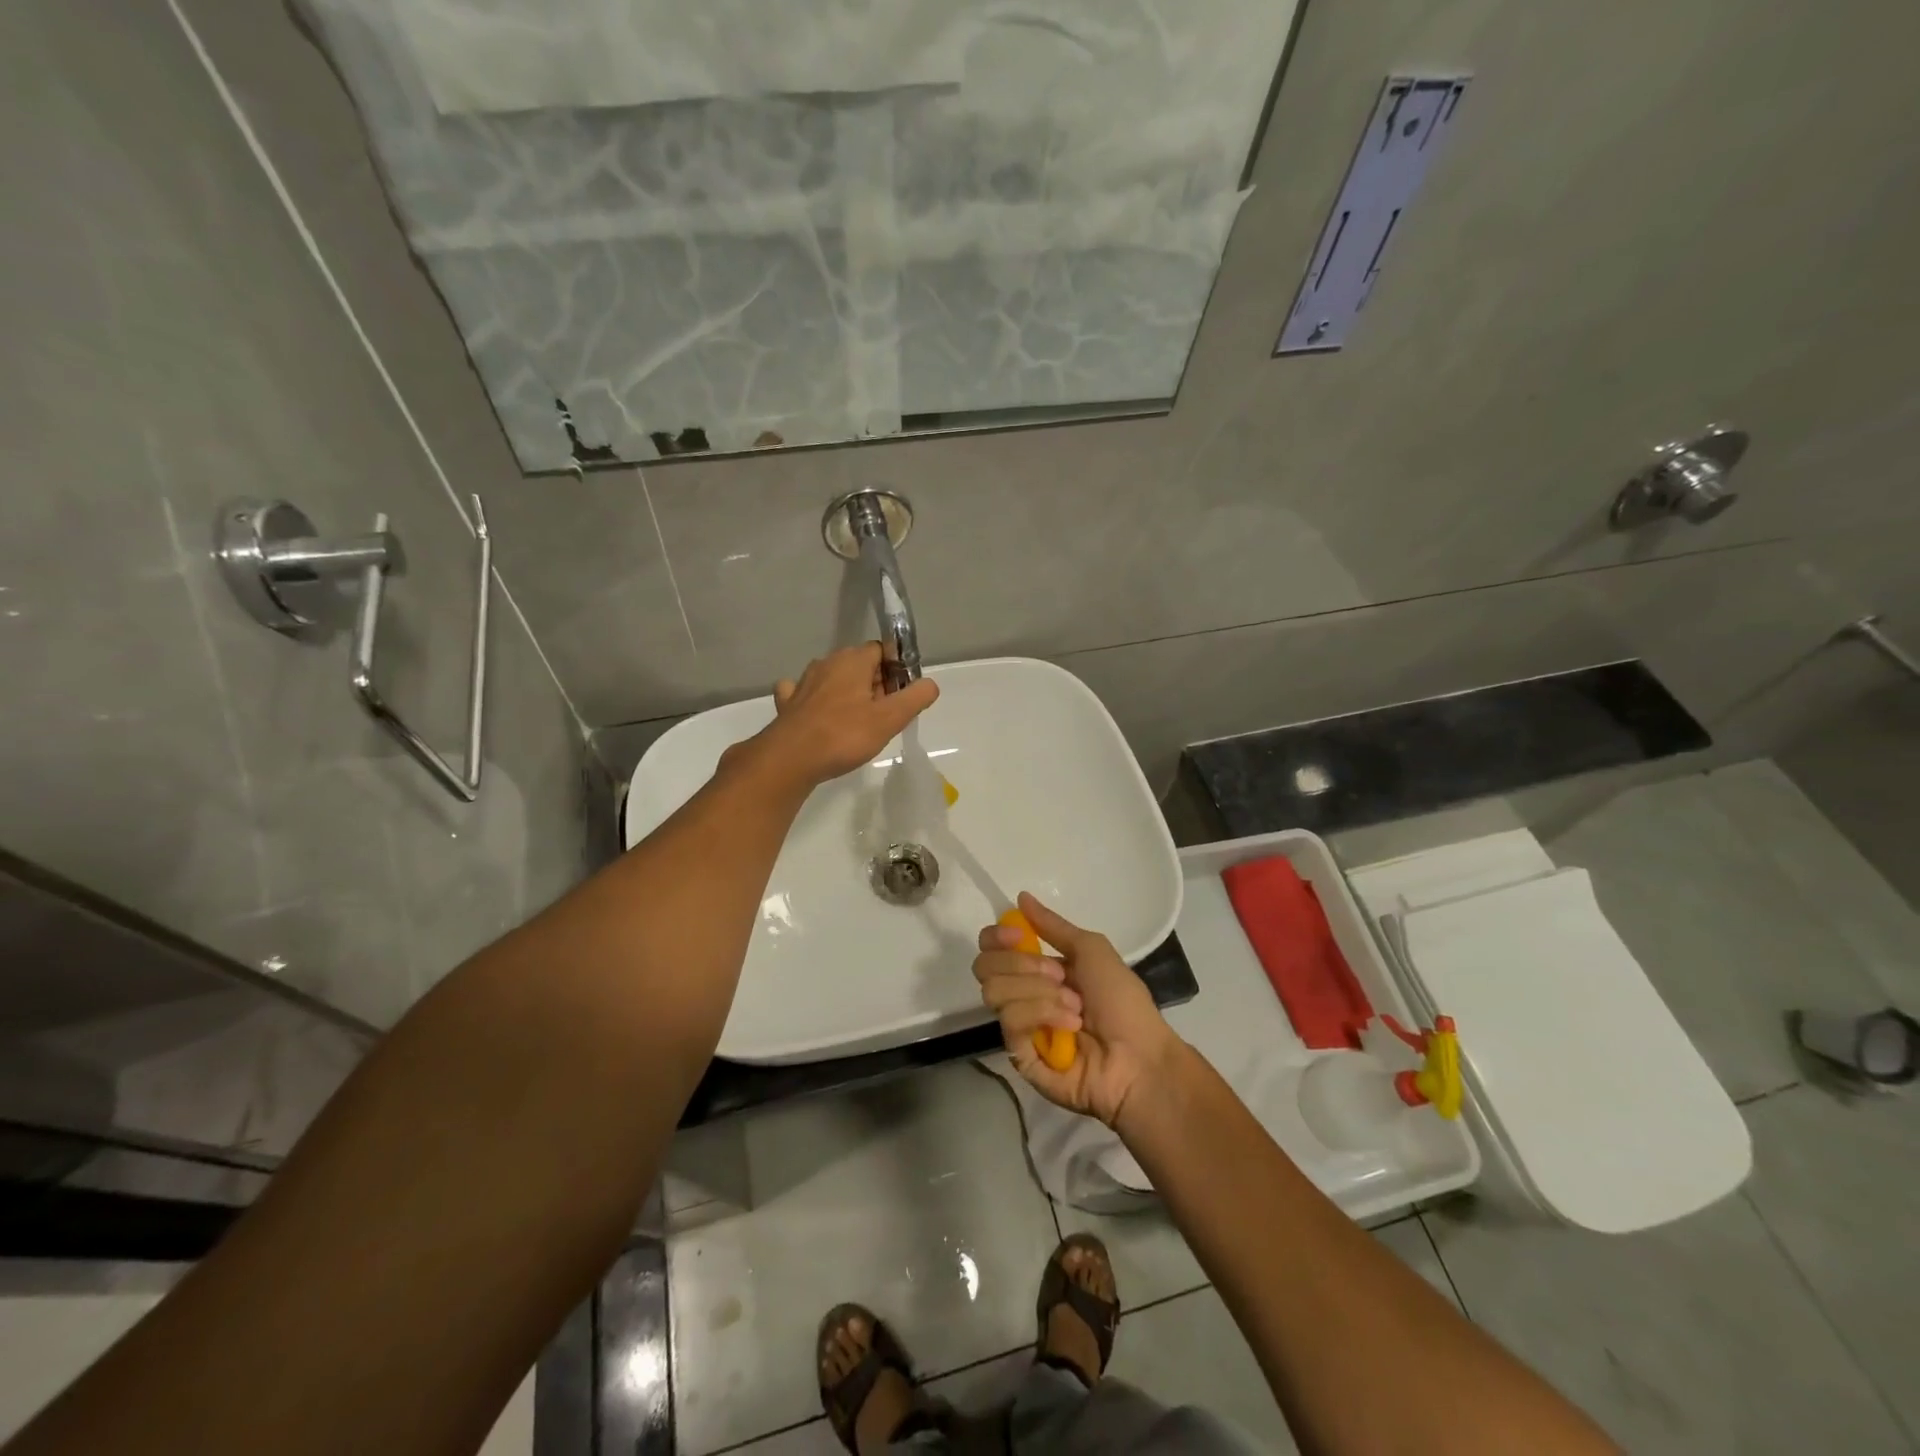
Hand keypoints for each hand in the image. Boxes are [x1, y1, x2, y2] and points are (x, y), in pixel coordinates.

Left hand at [742, 643, 938, 787]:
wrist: (791, 759)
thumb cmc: (844, 735)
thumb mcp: (890, 718)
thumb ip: (915, 698)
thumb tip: (930, 683)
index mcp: (853, 660)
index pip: (882, 650)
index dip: (896, 670)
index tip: (903, 695)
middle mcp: (827, 663)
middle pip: (860, 665)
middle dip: (876, 684)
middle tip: (886, 715)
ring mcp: (803, 682)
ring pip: (834, 679)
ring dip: (849, 694)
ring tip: (859, 722)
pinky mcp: (788, 703)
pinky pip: (806, 694)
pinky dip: (816, 701)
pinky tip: (820, 715)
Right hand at [973, 892, 1181, 1127]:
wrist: (1139, 1056)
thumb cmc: (1122, 1001)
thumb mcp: (1092, 950)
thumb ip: (1053, 926)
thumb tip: (1021, 897)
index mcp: (1036, 970)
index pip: (992, 948)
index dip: (998, 937)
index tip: (1020, 935)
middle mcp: (1022, 996)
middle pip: (985, 967)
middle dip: (1022, 964)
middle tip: (1059, 975)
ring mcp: (1019, 1028)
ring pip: (995, 992)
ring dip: (1040, 993)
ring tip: (1075, 1007)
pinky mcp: (1019, 1057)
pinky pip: (1011, 1023)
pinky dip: (1043, 1016)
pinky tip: (1070, 1027)